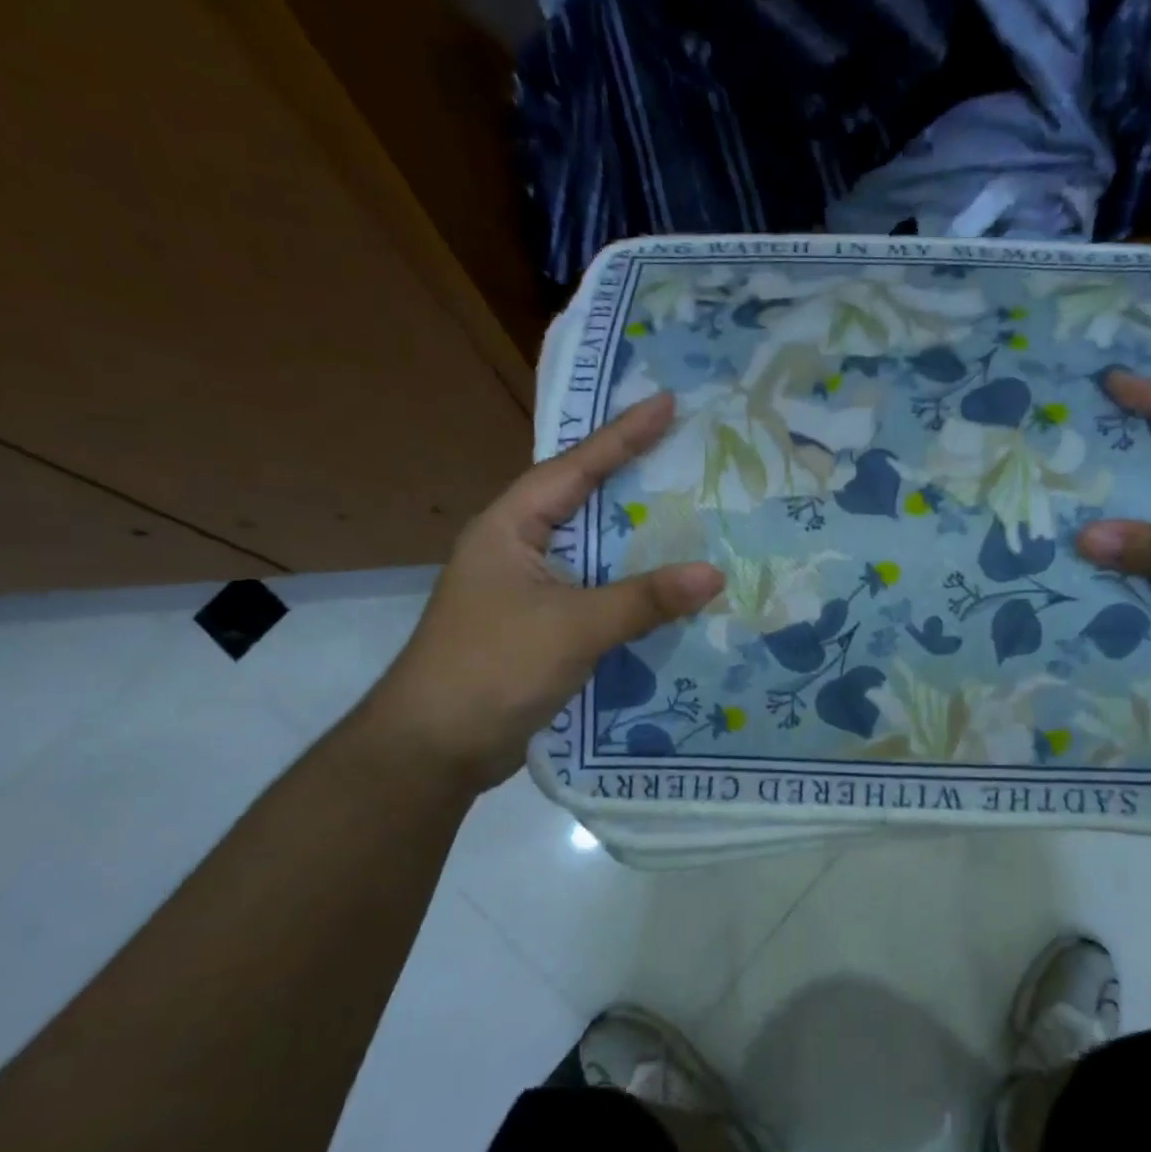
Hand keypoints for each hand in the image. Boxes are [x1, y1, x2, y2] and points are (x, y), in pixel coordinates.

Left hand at [368, 393, 722, 788]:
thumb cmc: (493, 667)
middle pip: (583, 502)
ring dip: (636, 540)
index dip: (622, 435)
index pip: (574, 468)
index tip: (667, 403)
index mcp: (509, 528)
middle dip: (632, 478)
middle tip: (684, 453)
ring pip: (593, 552)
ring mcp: (527, 591)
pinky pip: (595, 593)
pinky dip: (630, 589)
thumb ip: (644, 600)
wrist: (436, 748)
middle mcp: (517, 549)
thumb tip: (714, 574)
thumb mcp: (573, 627)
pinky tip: (666, 590)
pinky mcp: (540, 627)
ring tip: (689, 515)